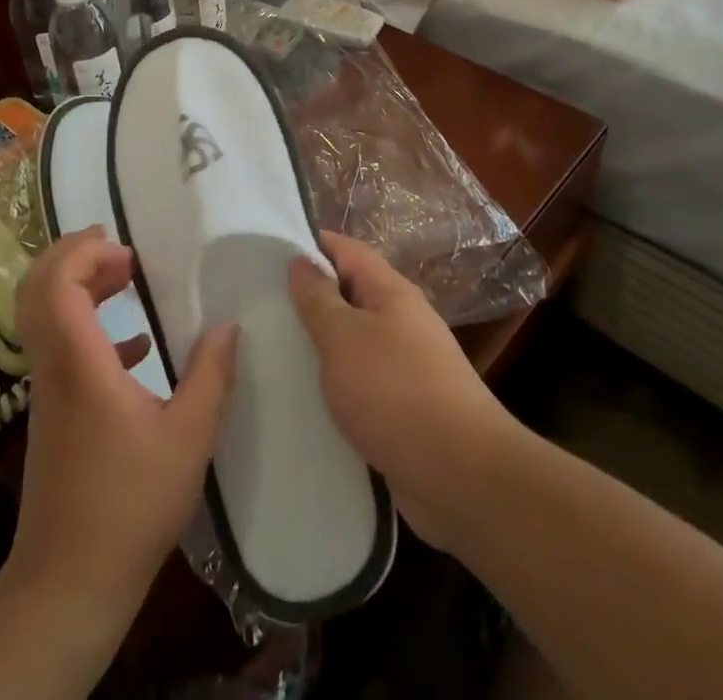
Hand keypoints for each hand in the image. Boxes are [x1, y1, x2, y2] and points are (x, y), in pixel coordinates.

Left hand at [9, 229, 239, 618]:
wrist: (70, 581)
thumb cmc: (130, 505)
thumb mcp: (189, 438)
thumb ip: (212, 376)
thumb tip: (228, 325)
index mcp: (79, 363)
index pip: (55, 283)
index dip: (82, 252)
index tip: (126, 251)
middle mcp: (53, 367)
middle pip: (36, 289)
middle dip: (73, 256)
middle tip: (121, 252)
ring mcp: (48, 390)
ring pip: (46, 316)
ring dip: (81, 287)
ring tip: (128, 280)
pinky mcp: (54, 413)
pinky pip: (61, 349)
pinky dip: (91, 329)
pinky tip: (137, 347)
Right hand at [288, 231, 516, 550]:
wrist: (461, 478)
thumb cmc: (395, 392)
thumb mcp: (344, 337)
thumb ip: (318, 299)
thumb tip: (300, 261)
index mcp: (391, 292)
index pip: (346, 250)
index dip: (310, 245)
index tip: (268, 253)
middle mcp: (401, 321)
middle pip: (349, 295)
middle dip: (309, 298)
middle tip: (260, 306)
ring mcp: (406, 366)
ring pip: (353, 342)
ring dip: (319, 345)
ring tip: (271, 351)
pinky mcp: (404, 409)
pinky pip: (360, 384)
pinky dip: (334, 385)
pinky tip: (304, 399)